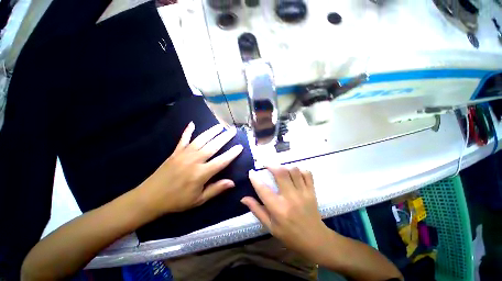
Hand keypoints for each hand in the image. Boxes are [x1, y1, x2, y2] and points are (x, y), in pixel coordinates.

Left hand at [138, 122, 242, 217]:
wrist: (150, 198)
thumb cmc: (177, 200)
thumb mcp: (199, 200)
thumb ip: (216, 189)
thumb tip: (232, 182)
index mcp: (201, 174)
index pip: (221, 161)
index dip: (232, 154)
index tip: (240, 146)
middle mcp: (194, 161)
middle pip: (213, 146)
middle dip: (225, 137)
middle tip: (233, 130)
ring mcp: (184, 154)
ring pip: (201, 139)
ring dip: (211, 131)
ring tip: (220, 126)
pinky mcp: (175, 152)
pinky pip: (183, 139)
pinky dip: (188, 131)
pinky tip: (192, 123)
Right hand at [241, 167, 332, 260]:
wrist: (315, 240)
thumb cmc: (289, 235)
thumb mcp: (270, 226)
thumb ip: (257, 210)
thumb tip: (243, 198)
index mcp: (278, 209)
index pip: (263, 189)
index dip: (255, 179)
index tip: (251, 172)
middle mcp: (290, 198)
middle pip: (281, 173)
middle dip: (271, 165)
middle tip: (266, 165)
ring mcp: (303, 193)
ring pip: (293, 170)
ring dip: (285, 167)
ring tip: (280, 169)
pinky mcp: (312, 191)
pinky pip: (307, 174)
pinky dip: (300, 169)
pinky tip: (294, 172)